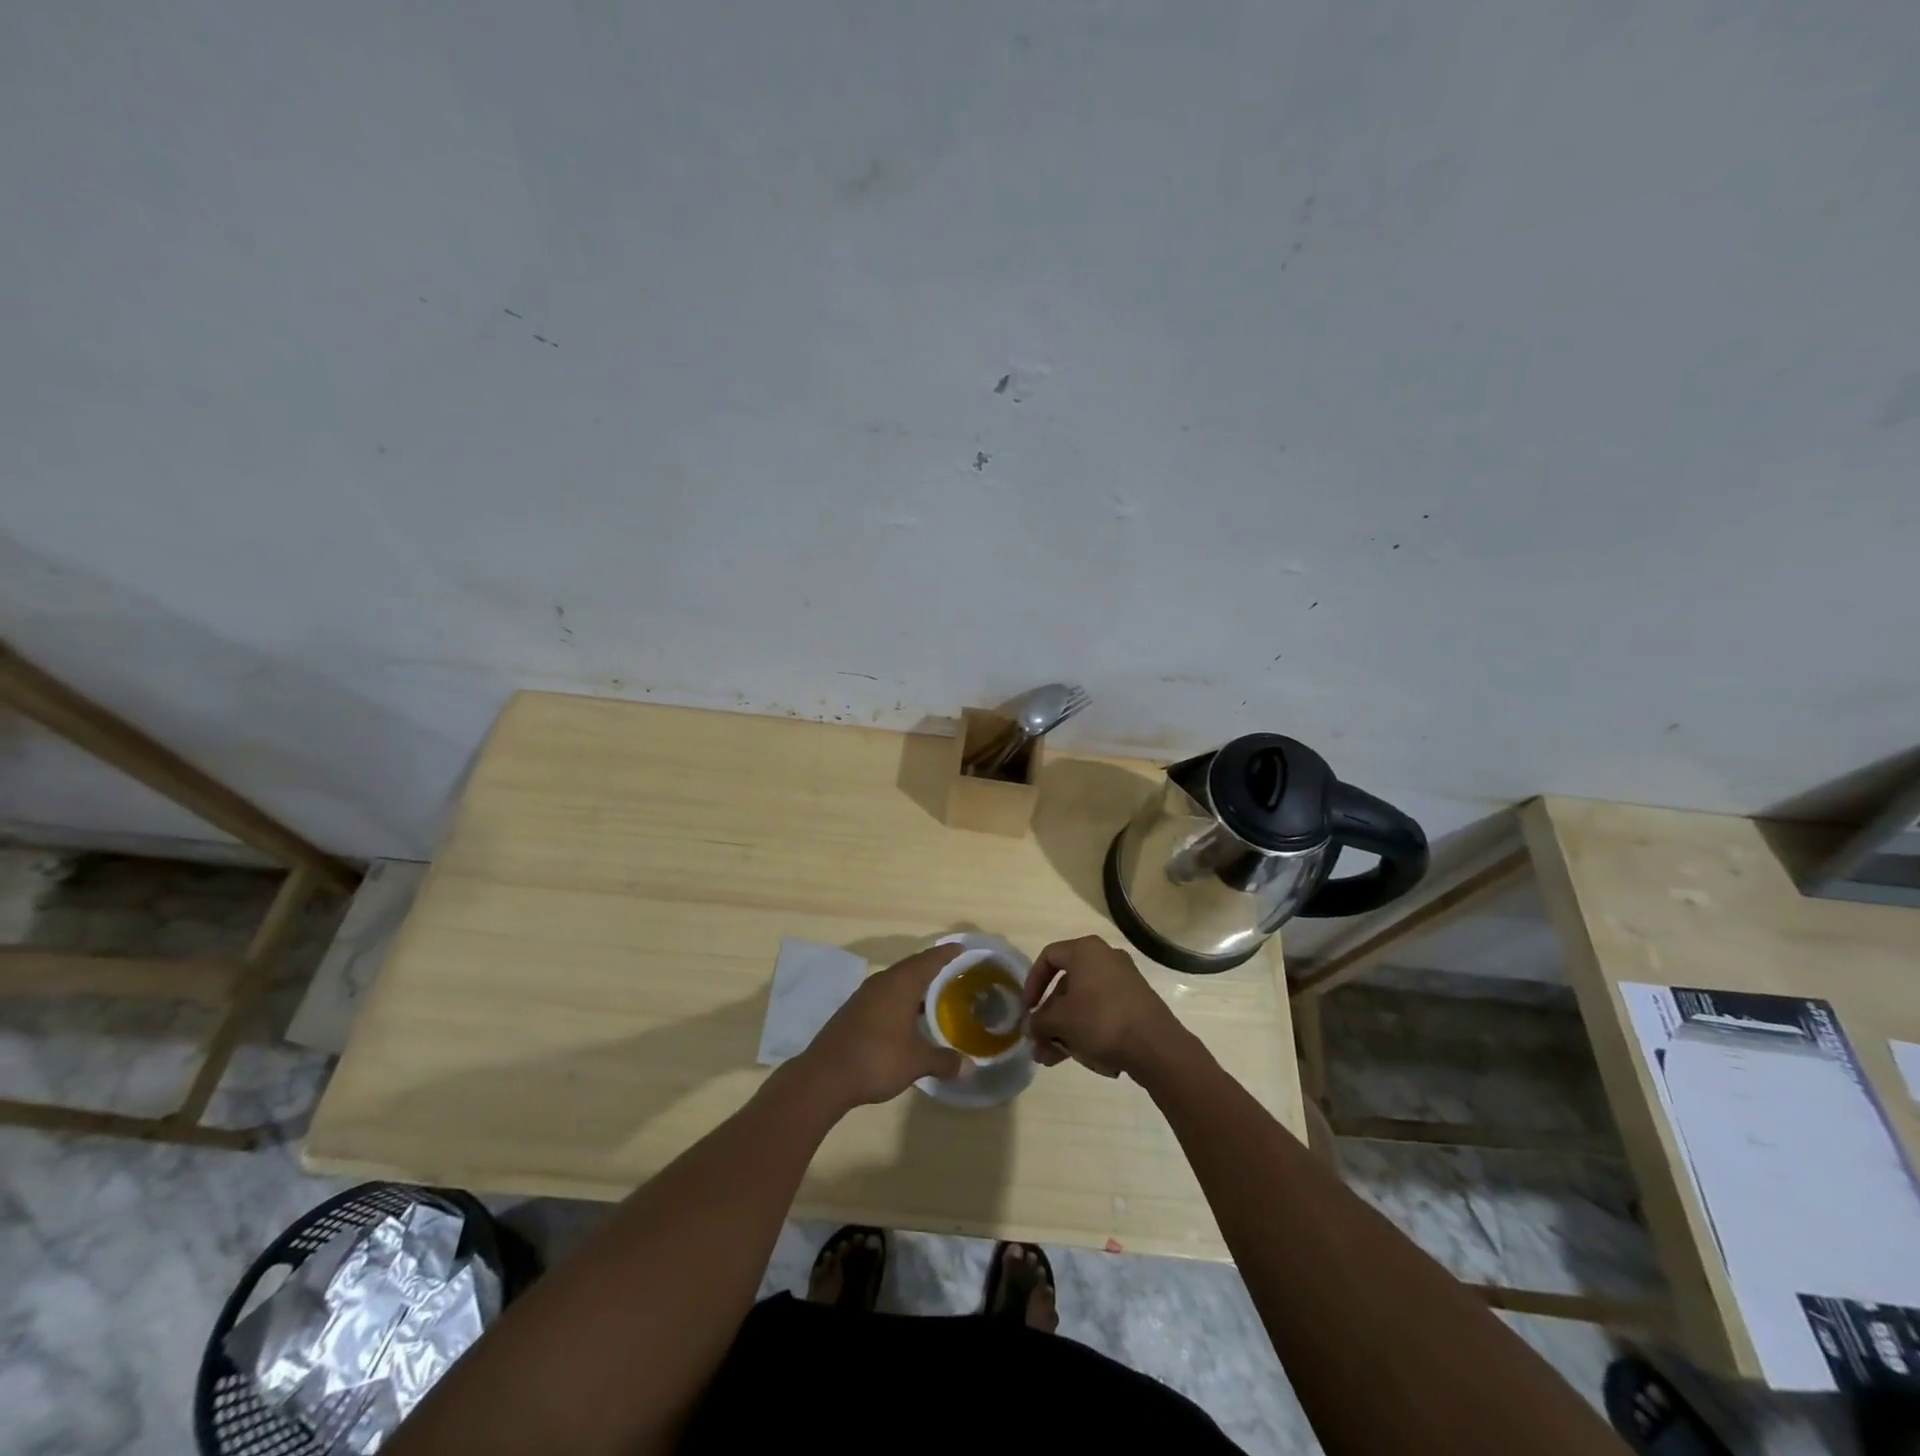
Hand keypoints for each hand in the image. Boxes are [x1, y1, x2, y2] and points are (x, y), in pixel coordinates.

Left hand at [801, 945, 964, 1107]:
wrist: (825, 1076)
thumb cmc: (877, 1059)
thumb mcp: (917, 1062)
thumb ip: (944, 1061)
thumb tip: (969, 1068)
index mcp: (901, 983)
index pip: (930, 959)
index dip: (948, 953)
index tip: (964, 949)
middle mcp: (883, 981)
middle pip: (913, 967)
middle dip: (934, 969)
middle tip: (957, 975)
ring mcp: (865, 995)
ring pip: (897, 982)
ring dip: (916, 986)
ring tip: (938, 997)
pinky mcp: (854, 1010)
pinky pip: (885, 995)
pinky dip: (901, 1000)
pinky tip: (909, 1018)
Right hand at [1024, 935, 1182, 1079]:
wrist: (1156, 1045)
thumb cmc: (1100, 1020)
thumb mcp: (1060, 1022)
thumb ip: (1039, 1022)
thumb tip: (1031, 1027)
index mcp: (1085, 951)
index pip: (1048, 957)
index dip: (1032, 983)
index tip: (1027, 1009)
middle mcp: (1105, 958)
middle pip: (1067, 984)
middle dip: (1050, 1017)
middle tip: (1040, 1042)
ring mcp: (1124, 980)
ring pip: (1084, 1002)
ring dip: (1066, 1029)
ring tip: (1053, 1059)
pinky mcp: (1137, 1002)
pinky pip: (1103, 1011)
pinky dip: (1088, 1029)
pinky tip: (1082, 1056)